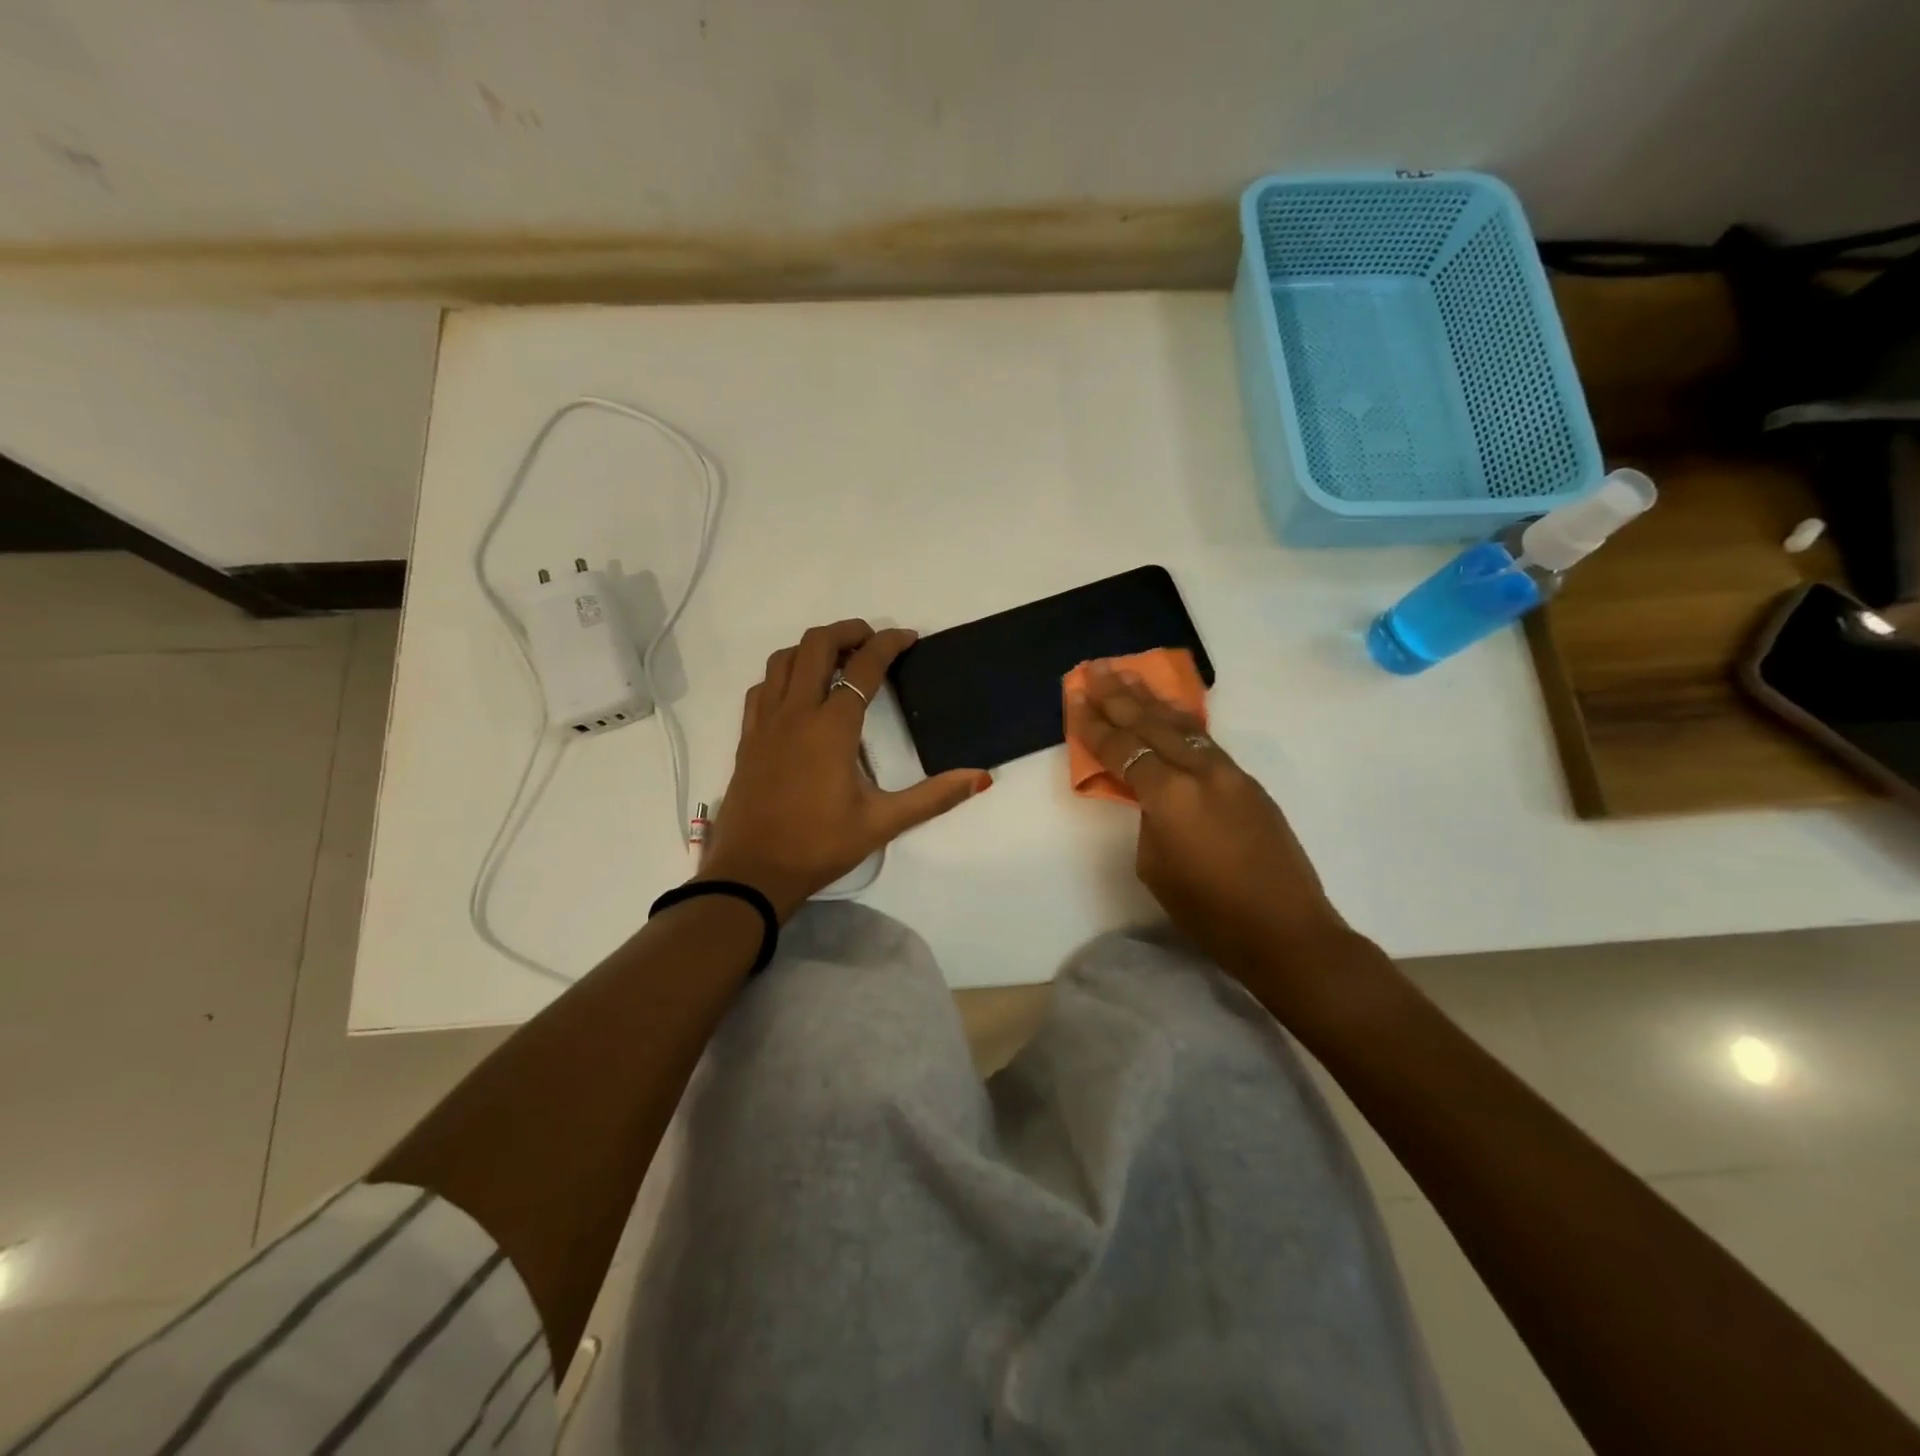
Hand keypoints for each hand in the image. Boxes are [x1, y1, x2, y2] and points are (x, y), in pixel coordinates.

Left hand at [697, 620, 990, 919]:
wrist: (752, 872)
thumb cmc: (820, 846)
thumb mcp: (882, 822)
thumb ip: (934, 796)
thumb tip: (981, 777)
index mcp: (832, 728)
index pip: (863, 668)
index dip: (889, 644)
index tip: (909, 638)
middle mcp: (795, 713)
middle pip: (815, 645)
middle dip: (847, 632)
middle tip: (872, 641)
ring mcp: (765, 723)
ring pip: (782, 660)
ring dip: (811, 648)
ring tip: (837, 660)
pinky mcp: (747, 738)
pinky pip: (762, 687)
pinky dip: (783, 674)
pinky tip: (797, 693)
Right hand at [1065, 662, 1347, 975]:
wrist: (1285, 930)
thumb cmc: (1209, 912)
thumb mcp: (1156, 867)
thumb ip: (1149, 820)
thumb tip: (1155, 798)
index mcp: (1170, 796)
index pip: (1122, 750)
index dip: (1093, 724)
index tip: (1074, 697)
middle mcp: (1200, 772)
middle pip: (1150, 724)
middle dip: (1118, 696)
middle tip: (1093, 670)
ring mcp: (1229, 773)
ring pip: (1182, 725)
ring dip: (1150, 700)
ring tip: (1126, 675)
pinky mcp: (1249, 783)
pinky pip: (1205, 741)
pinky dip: (1180, 722)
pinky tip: (1168, 711)